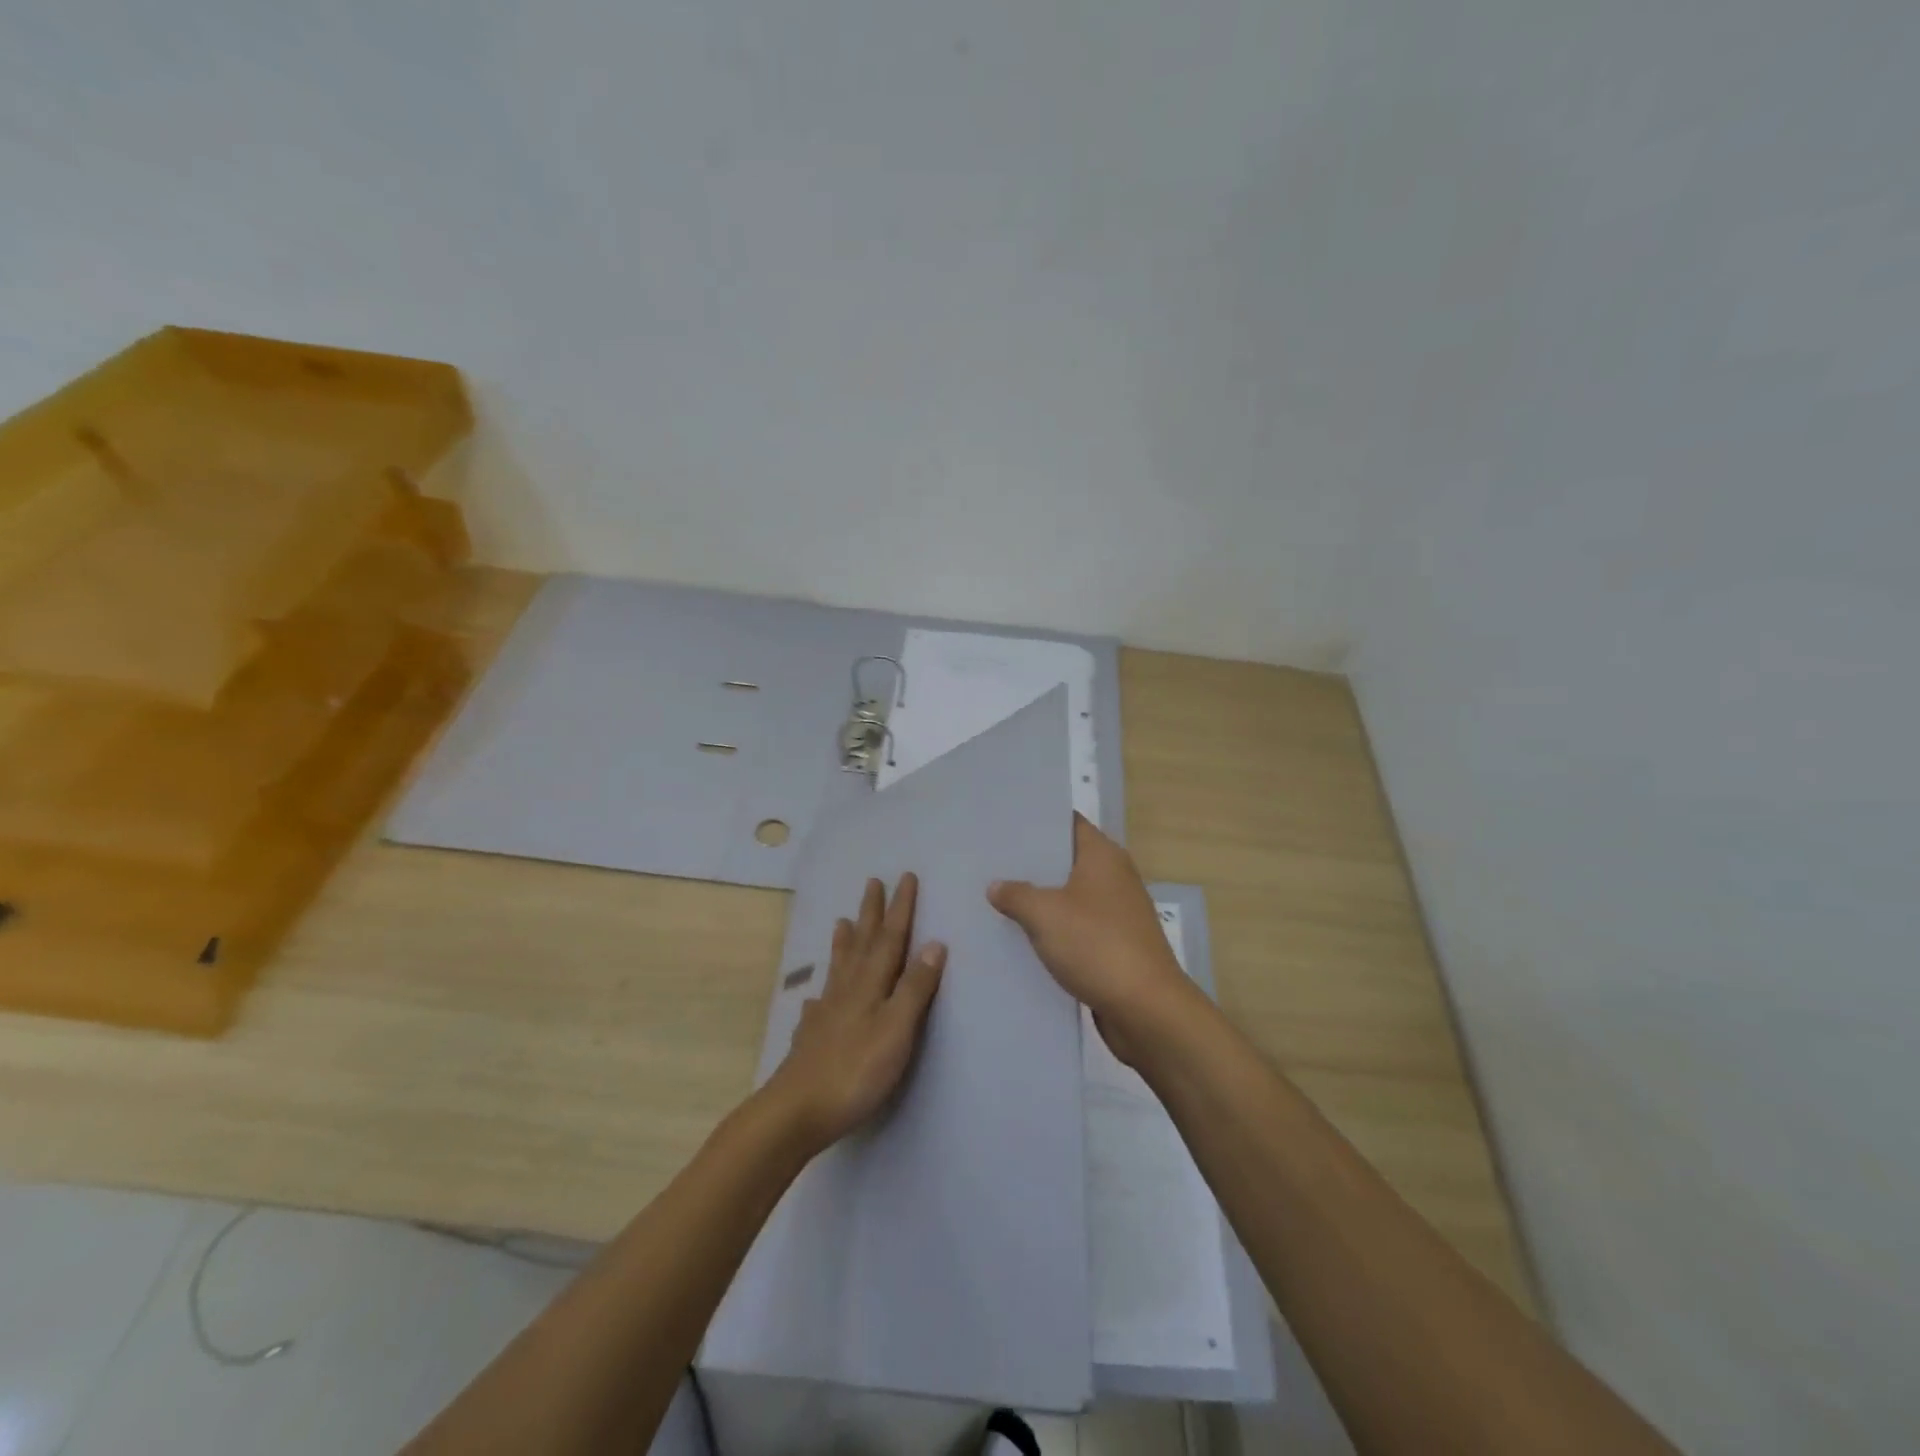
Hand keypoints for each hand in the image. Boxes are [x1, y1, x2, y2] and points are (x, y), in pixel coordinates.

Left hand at [765, 873, 945, 1153]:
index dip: (900, 908)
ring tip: (841, 922)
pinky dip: (820, 993)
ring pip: (838, 968)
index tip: (906, 877)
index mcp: (870, 985)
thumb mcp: (897, 1030)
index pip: (890, 939)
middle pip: (862, 944)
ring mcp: (825, 1014)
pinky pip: (817, 1005)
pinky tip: (814, 998)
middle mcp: (846, 991)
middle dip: (870, 913)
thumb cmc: (856, 1071)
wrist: (796, 1111)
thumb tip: (934, 943)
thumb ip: (915, 988)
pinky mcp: (811, 1039)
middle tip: (872, 882)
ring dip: (844, 943)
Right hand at [988, 815, 1194, 1066]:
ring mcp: (1117, 913)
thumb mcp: (1044, 914)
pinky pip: (1077, 928)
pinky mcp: (1115, 945)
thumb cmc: (1096, 946)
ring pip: (1070, 897)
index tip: (1003, 825)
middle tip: (989, 863)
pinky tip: (1022, 938)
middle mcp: (1114, 877)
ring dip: (1040, 900)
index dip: (1037, 822)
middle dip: (1031, 864)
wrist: (1146, 1009)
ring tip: (996, 899)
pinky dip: (1054, 930)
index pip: (1067, 823)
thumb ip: (1016, 894)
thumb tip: (997, 886)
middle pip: (1067, 860)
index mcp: (1102, 856)